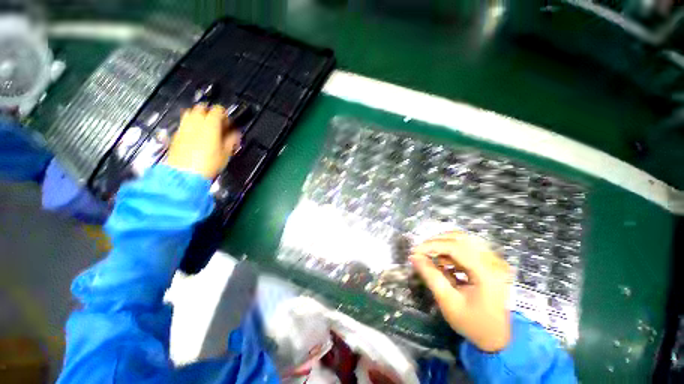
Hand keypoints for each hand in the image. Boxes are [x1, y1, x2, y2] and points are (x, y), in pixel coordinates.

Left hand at [166, 104, 241, 178]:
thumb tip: (235, 134)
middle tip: (217, 123)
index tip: (228, 121)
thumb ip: (231, 140)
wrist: (185, 174)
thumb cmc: (208, 164)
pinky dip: (191, 125)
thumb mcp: (226, 153)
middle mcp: (195, 123)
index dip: (224, 114)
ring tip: (205, 126)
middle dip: (210, 113)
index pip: (218, 110)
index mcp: (210, 125)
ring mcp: (184, 128)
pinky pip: (184, 123)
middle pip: (202, 108)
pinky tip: (195, 135)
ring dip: (199, 117)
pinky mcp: (176, 135)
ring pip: (190, 113)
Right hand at [410, 231, 511, 351]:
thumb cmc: (474, 324)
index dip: (432, 245)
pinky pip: (467, 247)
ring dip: (443, 244)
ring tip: (430, 256)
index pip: (455, 247)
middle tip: (421, 251)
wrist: (500, 338)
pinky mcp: (490, 262)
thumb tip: (414, 257)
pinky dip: (451, 250)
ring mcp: (494, 260)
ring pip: (463, 239)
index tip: (414, 252)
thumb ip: (431, 277)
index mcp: (487, 273)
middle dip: (436, 242)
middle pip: (460, 238)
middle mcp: (493, 261)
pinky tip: (444, 262)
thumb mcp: (448, 302)